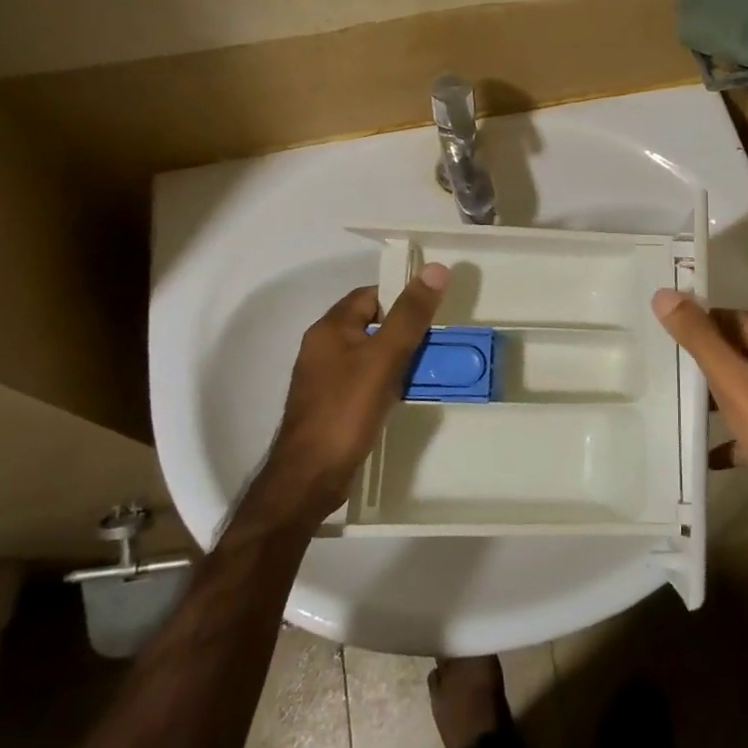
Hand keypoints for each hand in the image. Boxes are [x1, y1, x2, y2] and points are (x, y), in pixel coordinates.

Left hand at [245, 264, 449, 528]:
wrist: (310, 478)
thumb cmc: (345, 410)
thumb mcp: (384, 357)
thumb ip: (410, 315)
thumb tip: (436, 269)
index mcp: (329, 329)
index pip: (370, 296)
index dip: (401, 297)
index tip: (432, 310)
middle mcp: (323, 348)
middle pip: (372, 324)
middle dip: (405, 329)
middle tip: (438, 339)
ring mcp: (325, 379)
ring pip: (370, 354)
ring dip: (398, 357)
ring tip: (430, 366)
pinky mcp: (333, 405)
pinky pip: (366, 380)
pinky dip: (387, 381)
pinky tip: (406, 394)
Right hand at [652, 290, 747, 538]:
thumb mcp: (735, 384)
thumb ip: (701, 340)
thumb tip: (665, 294)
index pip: (737, 317)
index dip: (704, 319)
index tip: (669, 331)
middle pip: (746, 352)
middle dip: (710, 357)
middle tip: (670, 366)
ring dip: (722, 395)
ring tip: (684, 405)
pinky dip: (736, 435)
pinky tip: (713, 454)